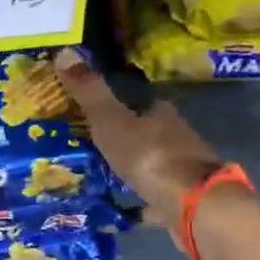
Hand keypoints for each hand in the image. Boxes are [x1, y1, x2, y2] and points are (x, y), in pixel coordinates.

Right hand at [55, 49, 230, 250]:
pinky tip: (123, 209)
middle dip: (125, 137)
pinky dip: (142, 201)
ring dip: (135, 167)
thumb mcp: (111, 121)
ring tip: (103, 175)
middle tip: (92, 145)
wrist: (194, 206)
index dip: (118, 103)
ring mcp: (184, 171)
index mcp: (161, 113)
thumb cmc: (150, 156)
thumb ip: (90, 92)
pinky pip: (157, 197)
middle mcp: (177, 138)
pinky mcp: (186, 201)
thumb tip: (66, 51)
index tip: (95, 111)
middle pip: (148, 132)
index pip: (140, 101)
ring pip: (154, 164)